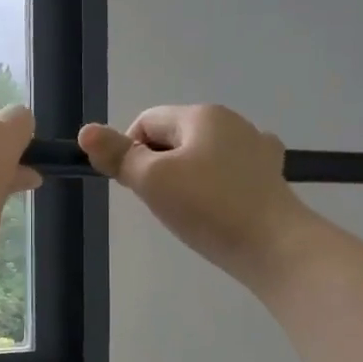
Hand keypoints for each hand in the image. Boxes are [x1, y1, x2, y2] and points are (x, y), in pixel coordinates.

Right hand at [79, 104, 311, 283]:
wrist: (276, 247)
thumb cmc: (208, 208)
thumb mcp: (152, 181)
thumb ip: (118, 155)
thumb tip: (86, 132)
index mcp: (202, 115)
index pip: (146, 122)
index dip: (130, 152)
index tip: (136, 188)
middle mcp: (232, 122)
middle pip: (174, 137)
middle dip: (158, 166)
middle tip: (162, 204)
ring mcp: (257, 148)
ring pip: (201, 156)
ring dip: (186, 178)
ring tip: (190, 212)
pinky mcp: (270, 176)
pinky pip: (228, 173)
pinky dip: (215, 187)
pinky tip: (218, 210)